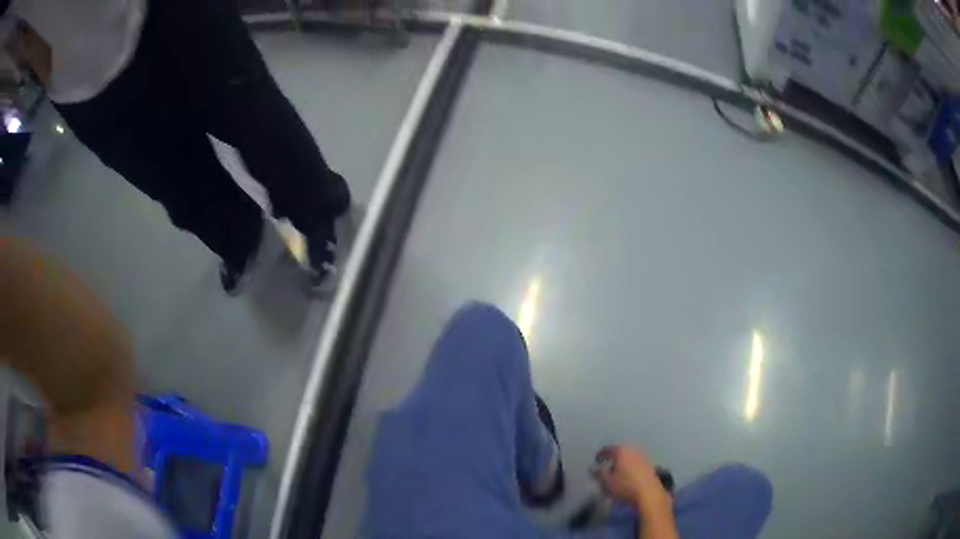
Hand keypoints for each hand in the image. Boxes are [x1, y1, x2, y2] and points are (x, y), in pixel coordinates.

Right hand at [592, 446, 671, 515]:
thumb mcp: (607, 482)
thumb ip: (599, 473)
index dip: (601, 454)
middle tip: (606, 465)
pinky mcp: (650, 465)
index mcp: (622, 451)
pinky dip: (630, 466)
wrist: (649, 493)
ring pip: (630, 457)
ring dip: (623, 462)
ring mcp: (643, 457)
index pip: (609, 449)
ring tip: (616, 472)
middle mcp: (634, 450)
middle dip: (613, 458)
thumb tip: (593, 468)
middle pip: (621, 451)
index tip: (596, 460)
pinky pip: (636, 462)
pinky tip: (628, 476)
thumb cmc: (625, 486)